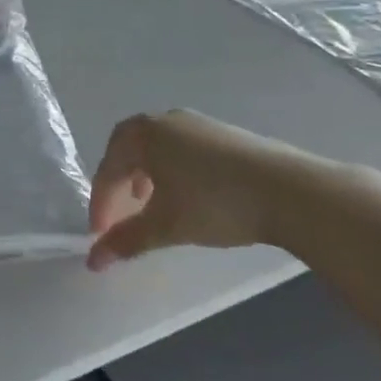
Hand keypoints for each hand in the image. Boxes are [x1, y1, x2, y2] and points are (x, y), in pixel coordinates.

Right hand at [86, 111, 343, 269]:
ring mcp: (197, 123)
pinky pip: (181, 147)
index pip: (108, 166)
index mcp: (144, 134)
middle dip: (118, 180)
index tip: (100, 234)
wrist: (287, 189)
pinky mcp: (223, 133)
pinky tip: (187, 195)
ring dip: (145, 174)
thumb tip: (93, 260)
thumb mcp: (166, 225)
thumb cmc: (215, 203)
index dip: (100, 201)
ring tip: (151, 203)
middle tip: (118, 212)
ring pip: (157, 146)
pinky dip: (171, 169)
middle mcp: (166, 120)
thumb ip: (127, 240)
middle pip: (129, 147)